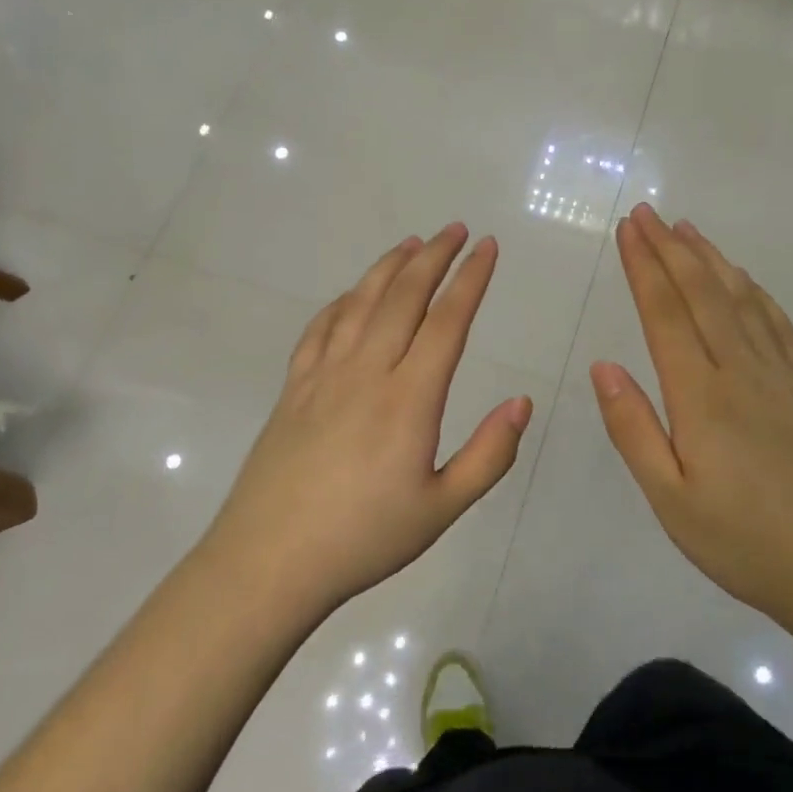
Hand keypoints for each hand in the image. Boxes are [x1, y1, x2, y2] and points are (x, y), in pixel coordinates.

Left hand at [204, 224, 532, 614]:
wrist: (270, 561)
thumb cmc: (364, 539)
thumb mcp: (442, 508)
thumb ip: (489, 455)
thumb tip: (522, 402)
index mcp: (409, 399)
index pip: (447, 322)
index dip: (471, 279)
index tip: (488, 248)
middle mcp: (366, 372)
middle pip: (404, 297)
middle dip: (434, 257)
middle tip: (456, 230)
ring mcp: (323, 376)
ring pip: (360, 303)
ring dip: (389, 267)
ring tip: (411, 244)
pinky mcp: (293, 388)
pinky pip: (320, 329)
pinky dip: (341, 302)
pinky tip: (351, 295)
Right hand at [590, 204, 792, 621]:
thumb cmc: (746, 544)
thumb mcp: (671, 499)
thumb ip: (634, 429)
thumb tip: (603, 366)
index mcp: (703, 397)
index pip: (666, 315)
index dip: (644, 268)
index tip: (628, 230)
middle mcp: (743, 372)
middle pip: (703, 295)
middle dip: (671, 249)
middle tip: (648, 212)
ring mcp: (783, 378)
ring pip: (742, 301)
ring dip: (712, 260)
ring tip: (689, 230)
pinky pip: (779, 325)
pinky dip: (756, 293)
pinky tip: (747, 282)